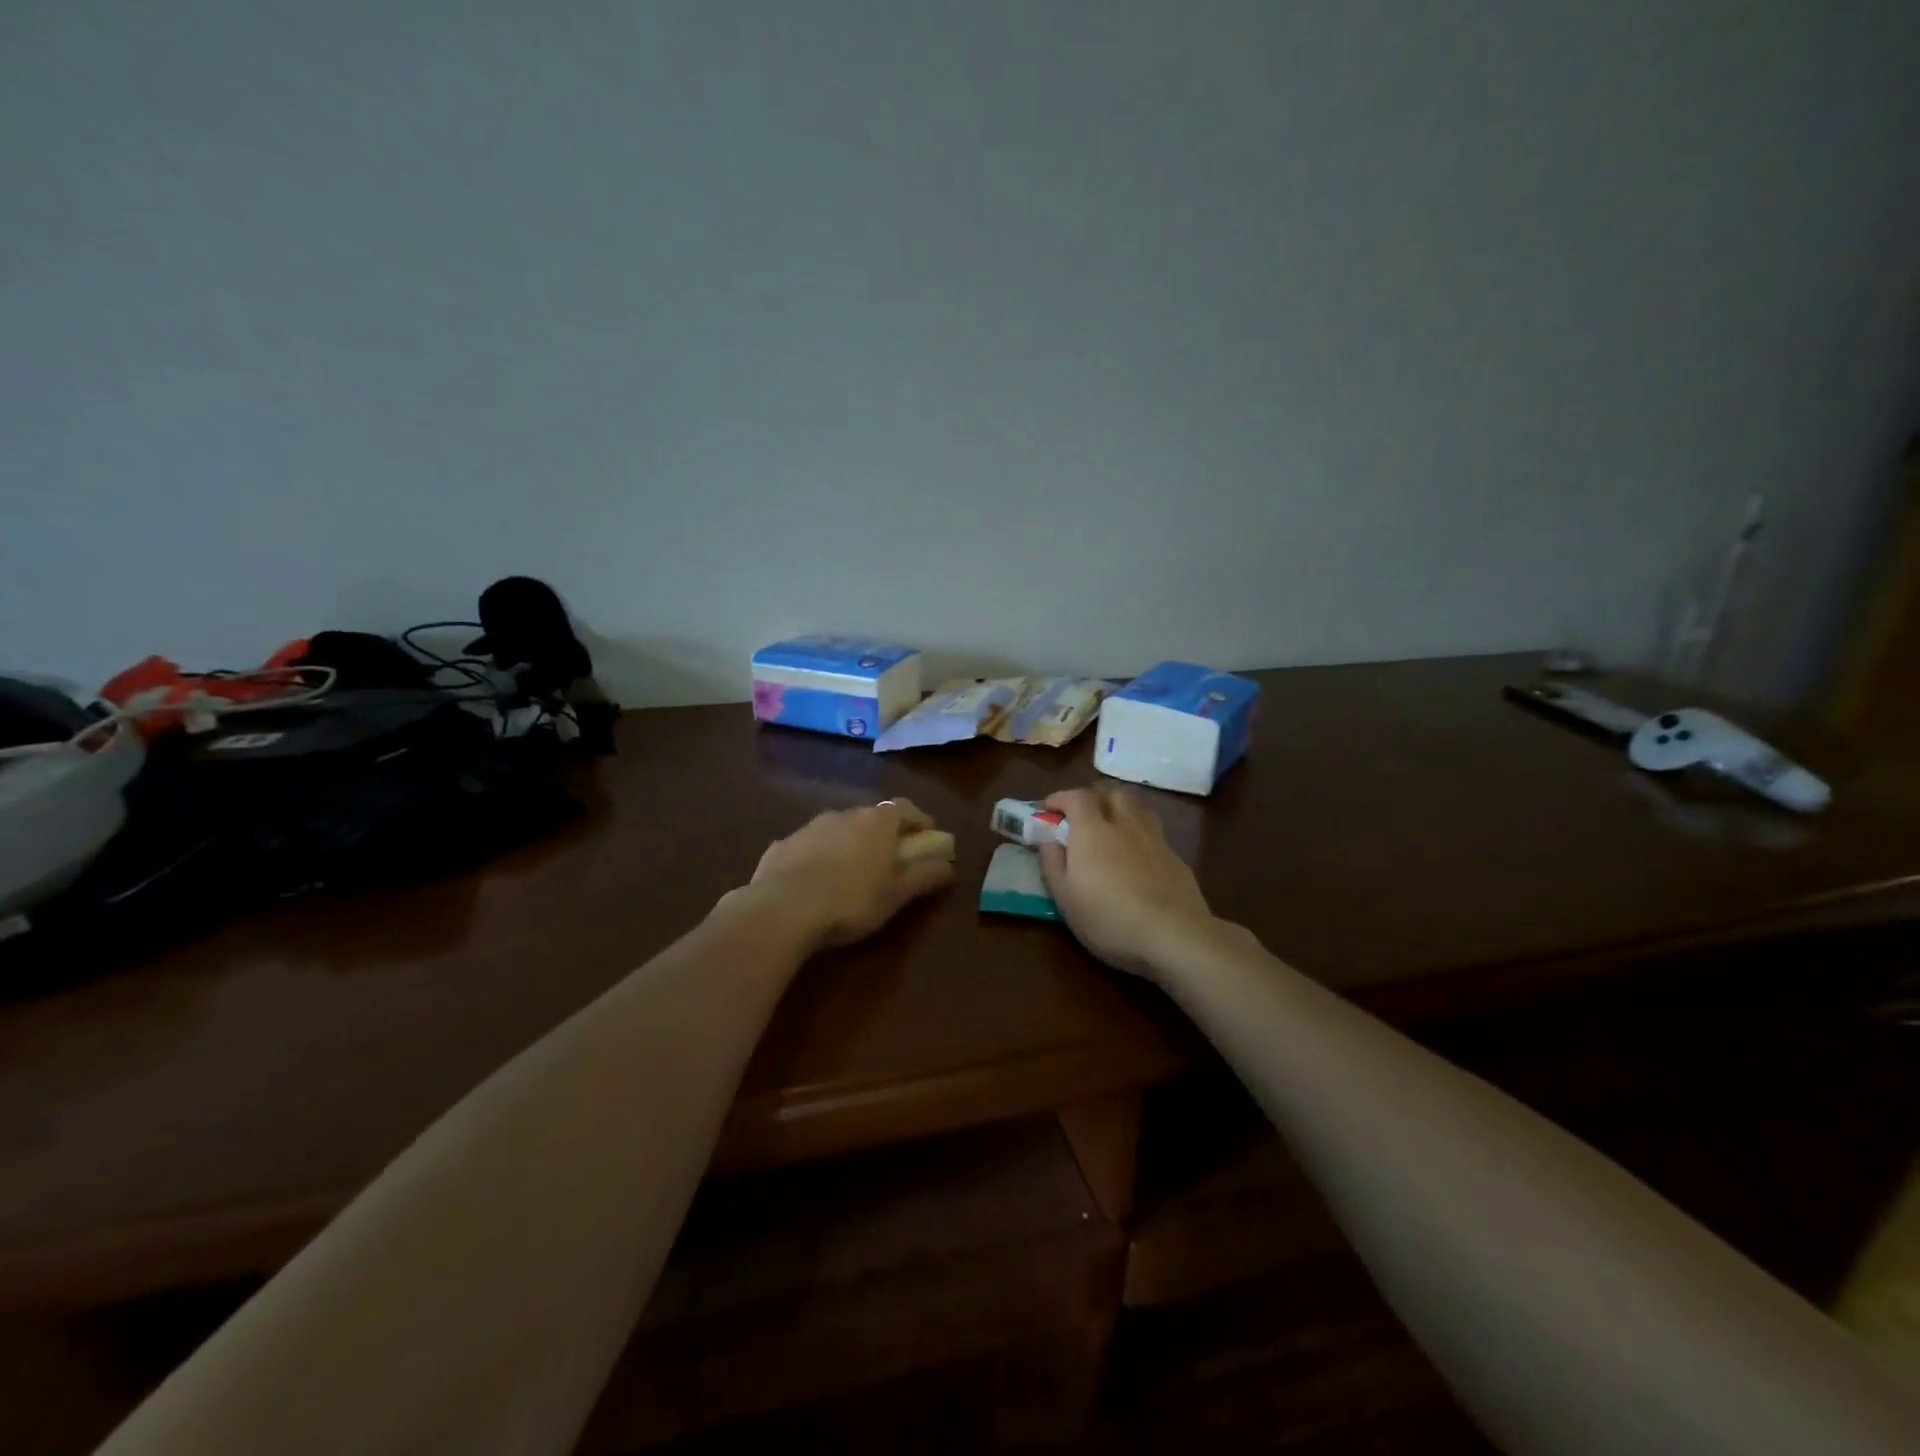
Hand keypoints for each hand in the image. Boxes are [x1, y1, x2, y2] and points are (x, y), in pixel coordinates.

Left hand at [743, 799, 954, 949]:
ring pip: (838, 830)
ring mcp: (809, 827)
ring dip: (848, 845)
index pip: (906, 809)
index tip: (928, 839)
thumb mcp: (898, 895)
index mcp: (877, 822)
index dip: (920, 822)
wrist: (781, 909)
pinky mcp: (781, 845)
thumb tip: (949, 865)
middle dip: (884, 835)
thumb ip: (926, 875)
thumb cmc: (851, 900)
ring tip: (850, 875)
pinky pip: (808, 847)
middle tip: (890, 861)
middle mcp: (844, 814)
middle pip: (871, 818)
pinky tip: (814, 884)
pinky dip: (817, 858)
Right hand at [1038, 786, 1214, 977]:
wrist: (1173, 934)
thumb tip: (1047, 840)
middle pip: (1111, 793)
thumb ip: (1053, 863)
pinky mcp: (1175, 857)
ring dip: (1120, 811)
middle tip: (1082, 817)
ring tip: (1111, 831)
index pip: (1076, 796)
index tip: (1048, 810)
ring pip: (1137, 809)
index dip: (1060, 798)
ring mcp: (1154, 838)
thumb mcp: (1065, 897)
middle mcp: (1124, 824)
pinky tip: (1137, 858)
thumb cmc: (1108, 917)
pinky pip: (1153, 832)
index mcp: (1092, 830)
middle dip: (1093, 798)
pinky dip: (1139, 835)